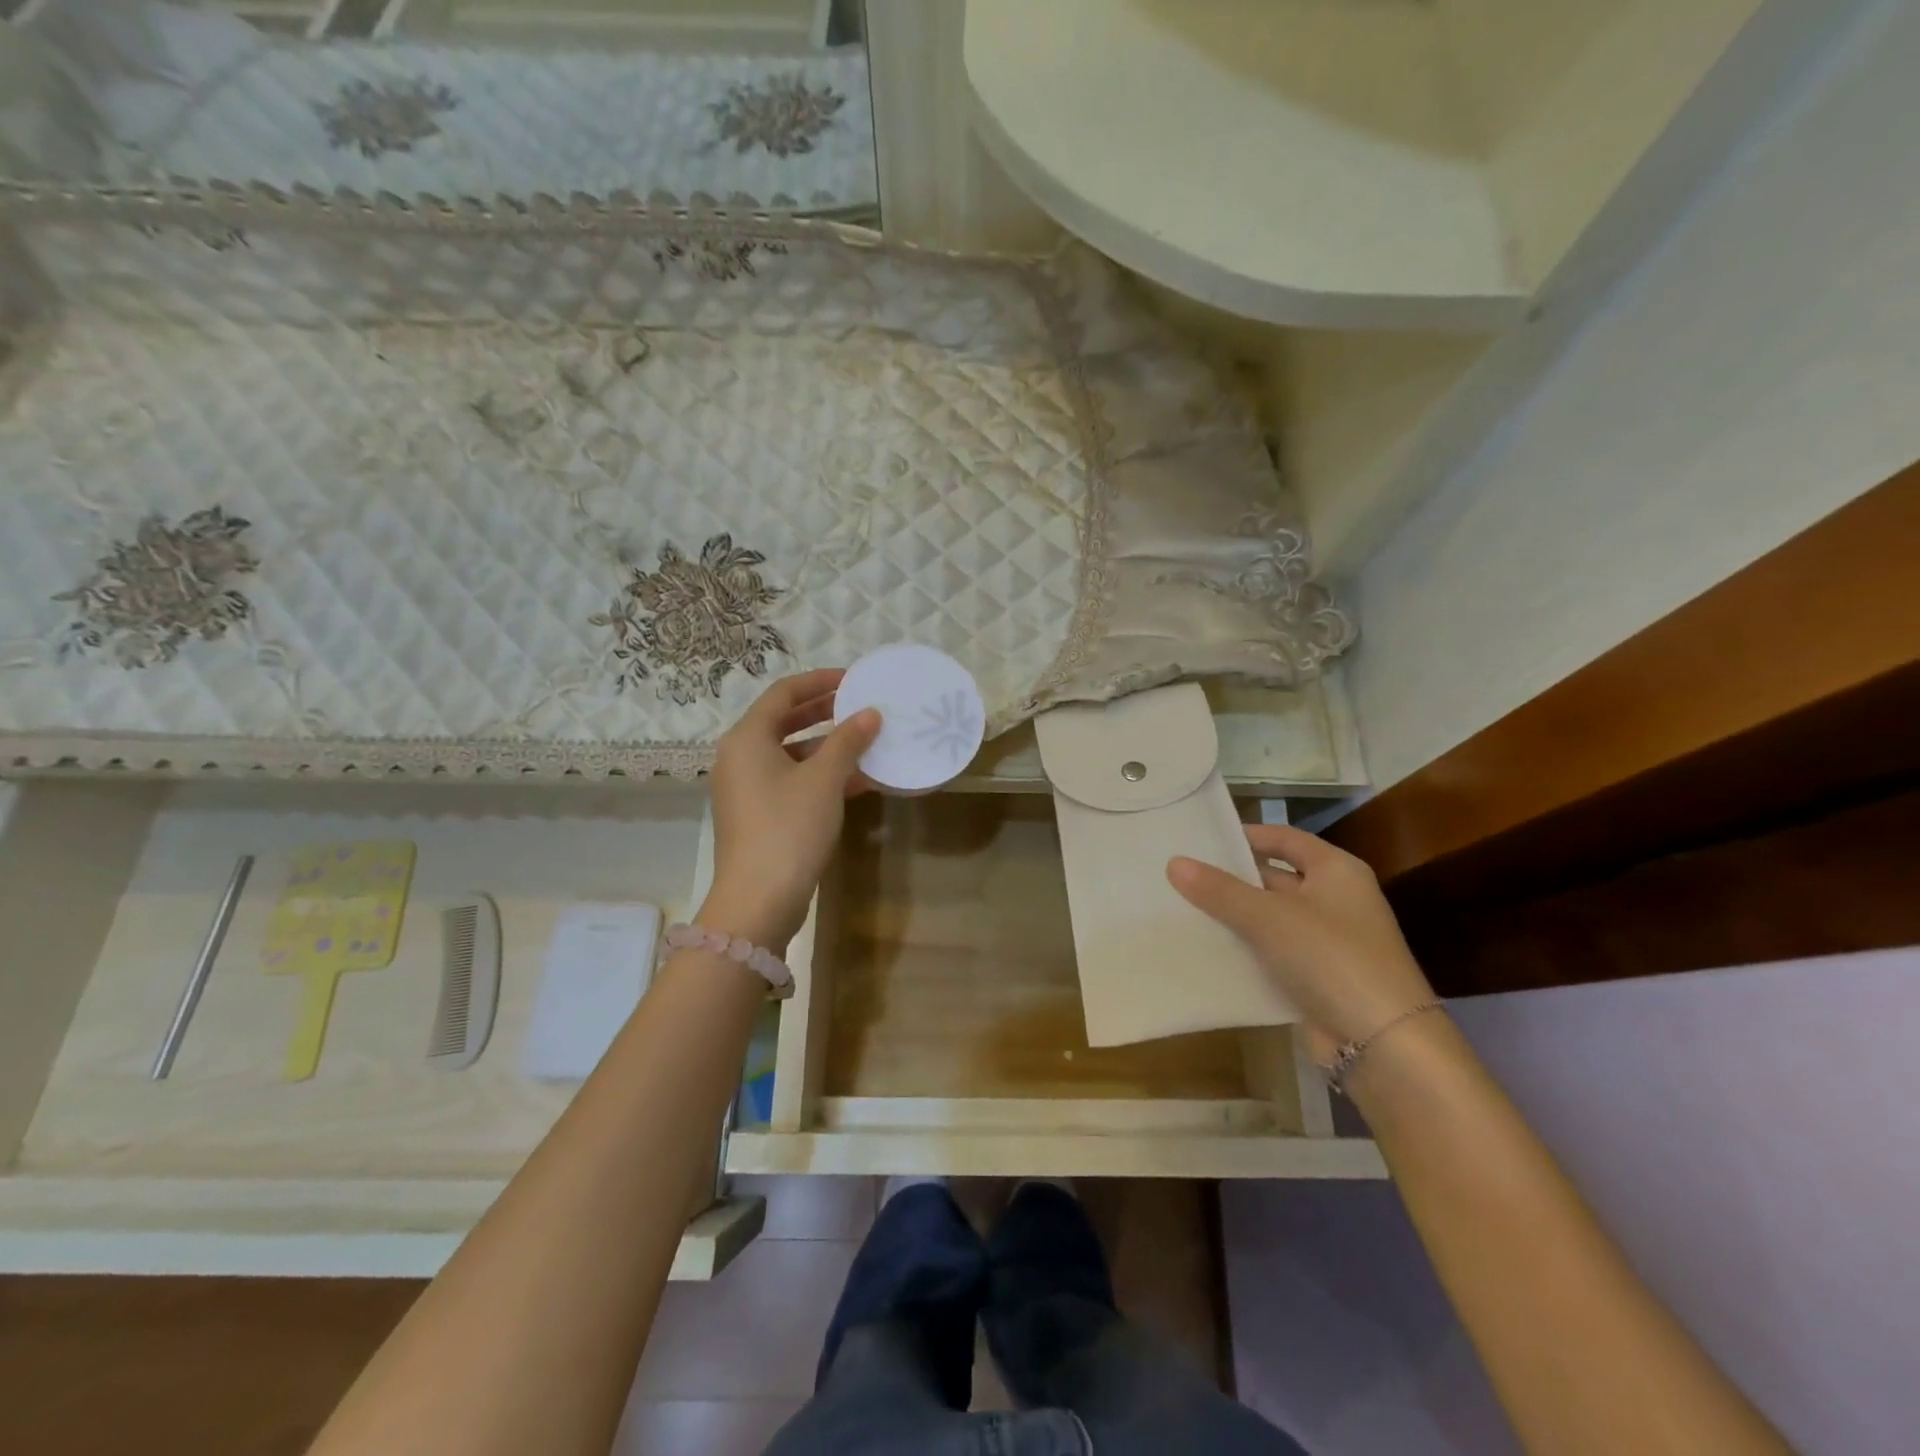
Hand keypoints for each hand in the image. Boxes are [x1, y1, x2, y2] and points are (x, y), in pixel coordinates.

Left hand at [697, 669, 880, 952]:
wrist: (758, 900)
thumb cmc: (789, 828)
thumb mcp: (824, 780)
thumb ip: (848, 741)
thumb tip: (870, 713)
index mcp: (747, 739)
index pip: (783, 694)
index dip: (819, 682)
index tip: (853, 680)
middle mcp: (740, 757)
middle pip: (784, 722)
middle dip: (824, 712)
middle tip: (860, 705)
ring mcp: (747, 789)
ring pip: (790, 754)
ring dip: (827, 747)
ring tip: (866, 741)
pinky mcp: (758, 815)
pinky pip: (791, 781)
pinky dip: (821, 776)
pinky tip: (858, 781)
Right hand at [1167, 824, 1435, 1061]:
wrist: (1382, 1043)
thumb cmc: (1330, 958)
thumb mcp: (1269, 917)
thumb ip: (1220, 890)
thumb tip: (1174, 862)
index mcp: (1337, 871)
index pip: (1285, 839)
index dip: (1247, 835)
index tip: (1203, 838)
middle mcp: (1336, 900)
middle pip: (1275, 878)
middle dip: (1232, 878)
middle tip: (1182, 874)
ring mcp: (1328, 942)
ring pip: (1270, 919)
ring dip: (1233, 916)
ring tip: (1181, 907)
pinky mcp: (1317, 978)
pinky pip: (1272, 953)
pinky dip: (1244, 950)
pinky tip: (1205, 949)